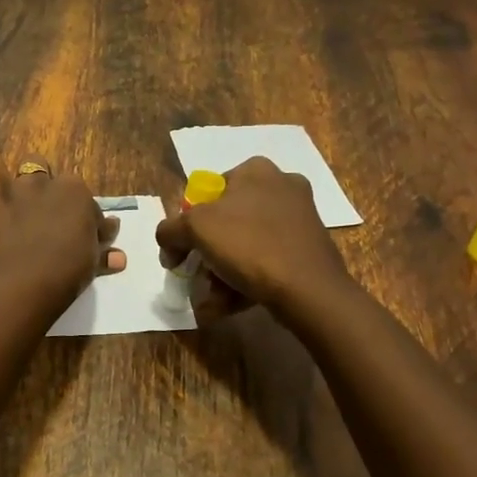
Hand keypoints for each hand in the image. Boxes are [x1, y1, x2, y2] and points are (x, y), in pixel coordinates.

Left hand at [0, 146, 124, 303]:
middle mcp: (35, 184)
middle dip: (35, 177)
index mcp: (72, 191)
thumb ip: (102, 250)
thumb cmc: (70, 269)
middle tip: (35, 202)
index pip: (78, 192)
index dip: (79, 210)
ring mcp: (1, 196)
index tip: (81, 230)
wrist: (28, 281)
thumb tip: (117, 254)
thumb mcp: (93, 260)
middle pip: (36, 167)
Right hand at [155, 156, 348, 321]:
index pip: (208, 192)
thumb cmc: (248, 244)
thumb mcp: (195, 229)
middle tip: (196, 277)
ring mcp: (298, 217)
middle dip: (207, 254)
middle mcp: (280, 185)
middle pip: (226, 221)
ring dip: (222, 273)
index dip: (187, 223)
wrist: (308, 288)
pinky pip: (266, 260)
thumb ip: (171, 230)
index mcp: (255, 170)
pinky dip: (245, 280)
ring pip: (246, 243)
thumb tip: (168, 243)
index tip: (180, 252)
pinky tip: (229, 305)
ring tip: (211, 301)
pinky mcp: (308, 247)